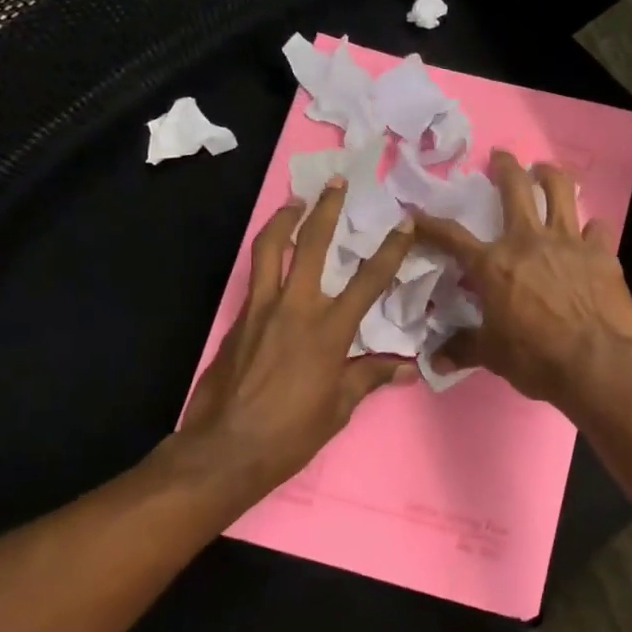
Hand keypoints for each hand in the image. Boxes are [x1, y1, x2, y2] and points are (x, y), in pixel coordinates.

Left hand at [181, 179, 417, 489]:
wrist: (225, 449)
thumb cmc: (290, 433)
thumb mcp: (338, 408)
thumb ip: (369, 377)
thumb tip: (406, 368)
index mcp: (329, 331)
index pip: (368, 280)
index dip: (391, 248)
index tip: (405, 221)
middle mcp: (295, 308)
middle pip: (312, 244)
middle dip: (326, 209)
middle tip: (335, 182)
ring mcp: (262, 309)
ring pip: (271, 248)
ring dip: (284, 219)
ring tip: (294, 200)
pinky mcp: (239, 318)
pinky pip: (255, 275)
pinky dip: (267, 255)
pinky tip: (274, 257)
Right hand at [414, 151, 631, 409]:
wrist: (597, 364)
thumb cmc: (536, 359)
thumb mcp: (492, 355)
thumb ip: (463, 348)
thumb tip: (435, 359)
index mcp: (494, 265)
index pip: (452, 237)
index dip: (430, 224)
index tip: (416, 214)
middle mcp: (528, 242)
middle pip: (514, 189)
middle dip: (505, 166)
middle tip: (501, 156)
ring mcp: (568, 242)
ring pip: (560, 191)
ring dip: (550, 175)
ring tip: (545, 170)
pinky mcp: (601, 253)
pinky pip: (598, 228)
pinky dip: (592, 228)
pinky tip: (591, 232)